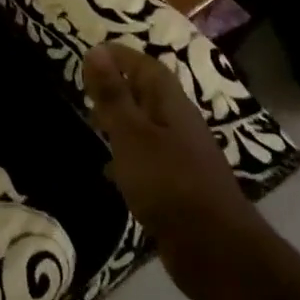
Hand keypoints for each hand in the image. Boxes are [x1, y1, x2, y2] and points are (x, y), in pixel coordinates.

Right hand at [83, 43, 251, 287]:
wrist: (213, 249)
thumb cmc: (169, 183)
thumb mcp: (132, 135)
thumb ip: (113, 96)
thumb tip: (96, 50)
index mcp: (171, 106)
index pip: (147, 67)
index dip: (121, 56)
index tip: (91, 51)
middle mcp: (180, 125)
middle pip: (150, 95)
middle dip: (120, 85)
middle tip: (86, 85)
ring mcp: (182, 158)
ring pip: (148, 127)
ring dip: (123, 120)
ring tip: (93, 121)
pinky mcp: (178, 187)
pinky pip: (148, 158)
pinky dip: (127, 155)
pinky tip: (110, 169)